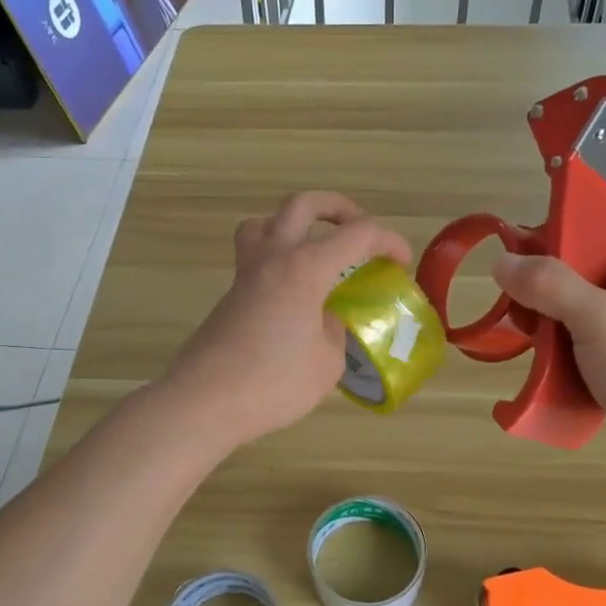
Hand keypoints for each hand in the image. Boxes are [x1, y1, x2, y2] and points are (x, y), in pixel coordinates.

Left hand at [164, 192, 411, 448]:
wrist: (204, 402)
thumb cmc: (273, 384)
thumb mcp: (326, 365)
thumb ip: (335, 334)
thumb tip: (326, 321)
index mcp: (305, 269)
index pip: (356, 235)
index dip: (387, 241)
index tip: (400, 262)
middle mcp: (273, 258)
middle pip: (302, 204)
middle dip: (336, 207)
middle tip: (356, 228)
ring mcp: (246, 274)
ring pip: (265, 222)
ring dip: (294, 224)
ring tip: (314, 249)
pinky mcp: (230, 295)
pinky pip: (254, 256)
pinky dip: (278, 258)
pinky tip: (293, 294)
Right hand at [492, 249, 605, 492]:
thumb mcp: (596, 316)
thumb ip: (549, 286)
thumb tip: (501, 261)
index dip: (596, 252)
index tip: (555, 261)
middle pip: (604, 296)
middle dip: (565, 299)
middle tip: (527, 304)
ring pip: (597, 338)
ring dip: (564, 339)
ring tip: (530, 343)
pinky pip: (596, 374)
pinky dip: (572, 374)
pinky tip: (548, 380)